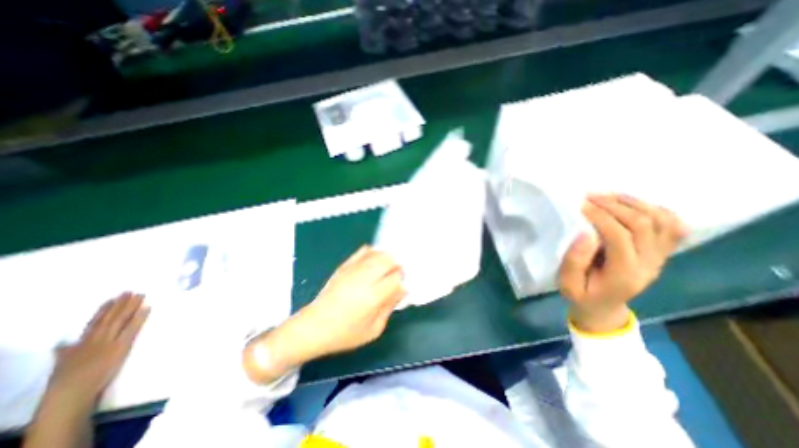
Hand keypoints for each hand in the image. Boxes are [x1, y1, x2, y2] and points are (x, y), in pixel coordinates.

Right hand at [49, 291, 147, 400]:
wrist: (70, 393)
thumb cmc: (66, 381)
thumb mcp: (61, 364)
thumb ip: (65, 351)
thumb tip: (61, 343)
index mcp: (81, 343)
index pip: (94, 322)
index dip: (104, 310)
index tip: (112, 299)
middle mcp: (95, 339)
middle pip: (110, 318)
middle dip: (121, 304)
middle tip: (130, 291)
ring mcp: (109, 341)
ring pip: (121, 320)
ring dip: (131, 306)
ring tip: (140, 295)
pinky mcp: (121, 346)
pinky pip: (133, 328)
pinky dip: (140, 317)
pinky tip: (148, 307)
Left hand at [243, 247, 406, 382]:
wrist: (314, 327)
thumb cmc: (345, 334)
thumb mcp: (374, 329)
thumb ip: (390, 306)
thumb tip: (402, 289)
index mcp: (374, 295)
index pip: (396, 277)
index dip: (402, 279)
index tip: (400, 286)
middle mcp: (365, 277)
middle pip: (388, 259)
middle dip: (395, 265)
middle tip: (394, 276)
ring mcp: (353, 269)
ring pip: (377, 252)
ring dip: (386, 258)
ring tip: (385, 269)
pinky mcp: (344, 266)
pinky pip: (362, 251)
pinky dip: (372, 252)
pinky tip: (373, 261)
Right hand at [557, 192, 690, 332]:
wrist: (604, 307)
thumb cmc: (581, 295)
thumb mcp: (567, 284)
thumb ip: (574, 261)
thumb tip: (585, 233)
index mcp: (624, 275)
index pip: (621, 238)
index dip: (601, 217)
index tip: (581, 206)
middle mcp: (649, 264)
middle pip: (644, 225)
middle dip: (615, 206)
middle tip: (590, 197)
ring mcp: (660, 257)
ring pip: (662, 221)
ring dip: (635, 203)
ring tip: (609, 196)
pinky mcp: (661, 252)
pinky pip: (672, 226)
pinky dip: (656, 209)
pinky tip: (631, 204)